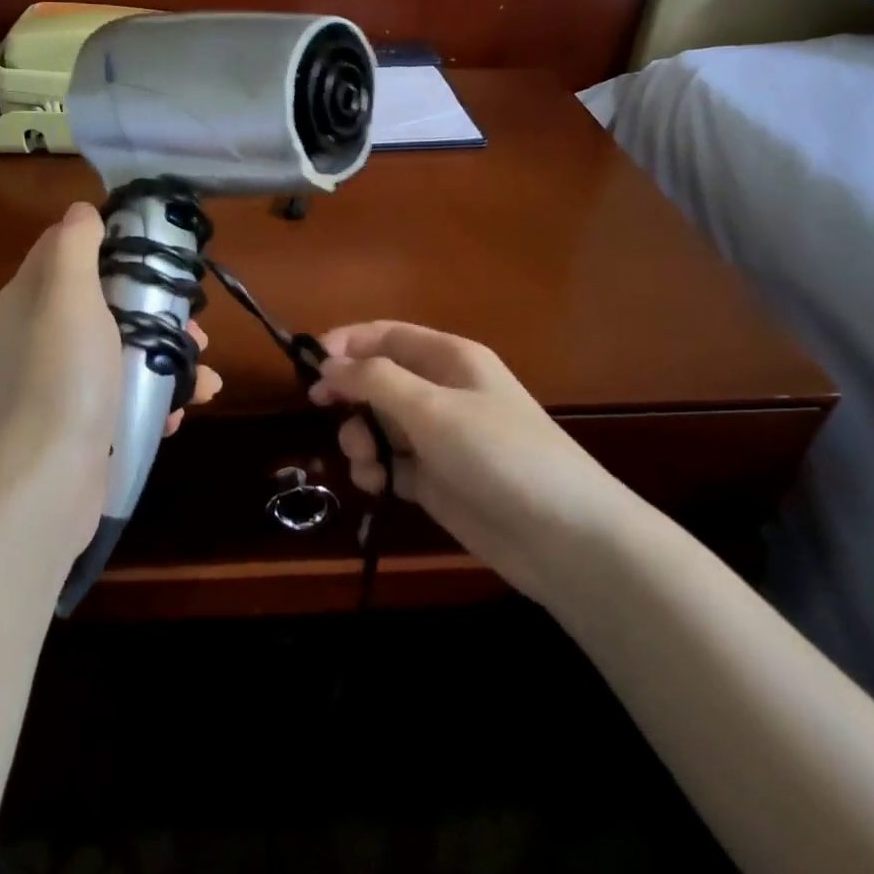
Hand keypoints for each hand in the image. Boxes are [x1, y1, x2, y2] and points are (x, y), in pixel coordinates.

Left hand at [0, 202, 220, 555]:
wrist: (48, 479)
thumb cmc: (64, 376)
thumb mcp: (68, 295)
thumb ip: (75, 245)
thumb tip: (83, 210)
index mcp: (36, 295)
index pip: (74, 247)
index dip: (116, 244)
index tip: (162, 254)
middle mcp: (47, 331)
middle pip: (112, 299)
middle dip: (160, 310)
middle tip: (195, 327)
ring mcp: (68, 377)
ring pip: (129, 346)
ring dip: (171, 356)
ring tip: (204, 374)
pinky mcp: (88, 416)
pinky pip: (130, 390)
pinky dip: (160, 394)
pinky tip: (183, 409)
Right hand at [308, 321, 638, 602]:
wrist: (563, 537)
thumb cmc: (499, 454)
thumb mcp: (432, 408)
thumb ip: (375, 381)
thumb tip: (328, 363)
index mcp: (450, 359)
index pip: (387, 335)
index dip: (346, 343)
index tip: (309, 364)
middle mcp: (442, 392)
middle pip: (378, 379)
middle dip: (350, 395)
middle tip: (325, 411)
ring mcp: (439, 438)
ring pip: (380, 424)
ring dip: (361, 438)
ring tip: (365, 462)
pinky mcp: (436, 480)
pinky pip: (391, 463)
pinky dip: (376, 470)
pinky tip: (377, 484)